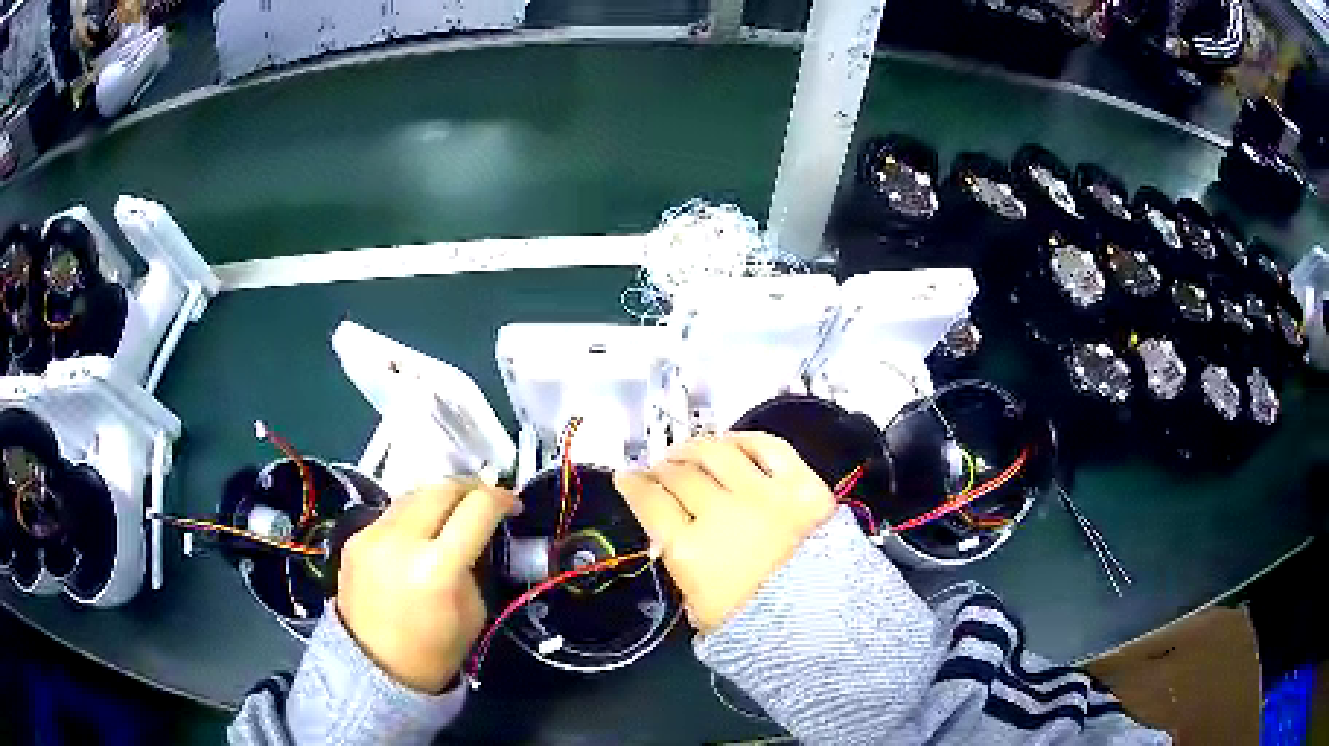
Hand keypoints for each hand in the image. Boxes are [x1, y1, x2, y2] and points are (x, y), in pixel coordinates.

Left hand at [336, 480, 516, 692]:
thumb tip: (475, 532)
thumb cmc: (434, 650)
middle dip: (469, 487)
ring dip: (439, 498)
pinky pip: (391, 514)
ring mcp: (371, 536)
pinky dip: (413, 517)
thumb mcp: (473, 611)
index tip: (512, 503)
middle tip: (484, 498)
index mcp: (437, 568)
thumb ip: (474, 565)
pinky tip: (419, 536)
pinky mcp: (354, 538)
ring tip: (452, 513)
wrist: (373, 667)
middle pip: (441, 488)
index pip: (476, 509)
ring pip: (413, 494)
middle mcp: (400, 541)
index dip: (501, 498)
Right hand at [614, 433, 834, 633]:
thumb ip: (681, 571)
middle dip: (662, 467)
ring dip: (695, 447)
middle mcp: (721, 512)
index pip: (649, 502)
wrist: (825, 626)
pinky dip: (744, 440)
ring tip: (688, 451)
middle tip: (660, 468)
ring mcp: (763, 493)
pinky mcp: (800, 483)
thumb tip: (671, 542)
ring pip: (717, 452)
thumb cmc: (760, 628)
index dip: (633, 484)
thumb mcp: (701, 611)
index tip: (628, 477)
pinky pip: (767, 446)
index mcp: (690, 549)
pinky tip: (732, 442)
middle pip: (679, 474)